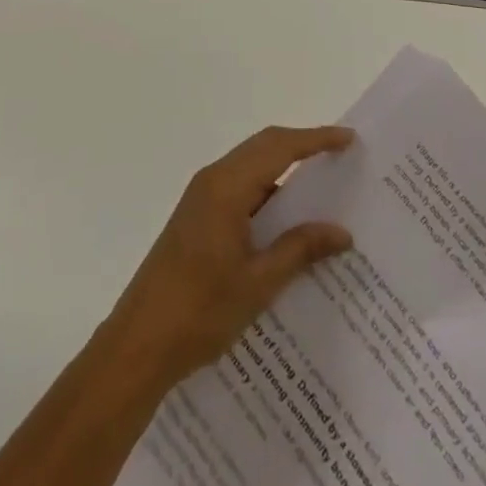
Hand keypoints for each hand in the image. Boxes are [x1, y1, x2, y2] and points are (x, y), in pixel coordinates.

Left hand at [102, 126, 354, 384]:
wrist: (136, 347)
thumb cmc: (199, 312)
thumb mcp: (258, 284)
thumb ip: (300, 249)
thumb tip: (342, 232)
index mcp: (227, 187)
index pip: (280, 147)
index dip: (316, 139)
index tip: (349, 138)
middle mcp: (213, 180)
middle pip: (265, 146)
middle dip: (302, 146)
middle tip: (340, 156)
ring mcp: (201, 198)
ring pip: (251, 166)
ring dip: (284, 169)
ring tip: (321, 189)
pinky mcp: (196, 217)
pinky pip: (240, 188)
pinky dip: (267, 191)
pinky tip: (286, 223)